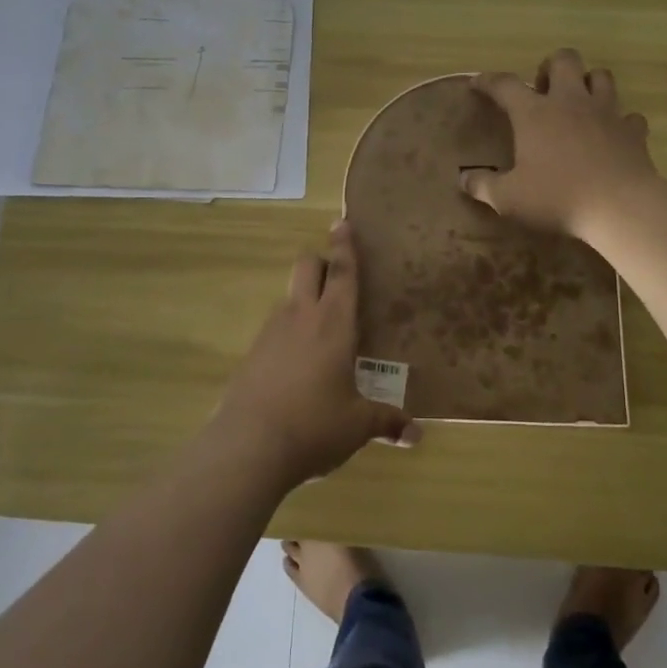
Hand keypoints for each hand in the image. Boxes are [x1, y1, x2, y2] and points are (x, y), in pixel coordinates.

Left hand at [211, 222, 419, 489]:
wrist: (249, 446)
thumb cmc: (315, 425)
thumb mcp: (357, 426)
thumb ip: (387, 422)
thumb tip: (417, 435)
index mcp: (334, 322)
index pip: (342, 272)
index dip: (345, 245)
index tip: (342, 221)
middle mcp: (301, 316)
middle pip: (306, 266)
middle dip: (320, 261)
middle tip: (336, 276)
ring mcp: (271, 331)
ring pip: (289, 295)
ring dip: (304, 298)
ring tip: (322, 328)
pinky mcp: (252, 353)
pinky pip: (275, 327)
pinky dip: (288, 331)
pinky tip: (297, 363)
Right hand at [460, 48, 659, 240]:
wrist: (620, 207)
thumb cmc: (557, 197)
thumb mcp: (508, 198)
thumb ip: (483, 186)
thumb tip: (463, 179)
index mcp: (534, 113)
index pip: (505, 84)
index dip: (488, 81)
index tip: (477, 84)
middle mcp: (570, 102)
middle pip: (564, 60)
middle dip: (551, 67)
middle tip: (543, 91)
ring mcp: (606, 113)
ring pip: (601, 76)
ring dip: (588, 83)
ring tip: (579, 103)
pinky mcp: (633, 131)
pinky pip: (629, 116)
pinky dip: (620, 121)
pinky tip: (612, 135)